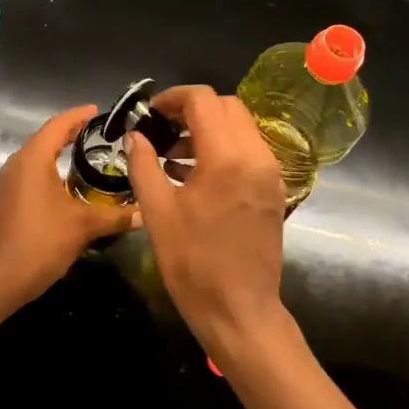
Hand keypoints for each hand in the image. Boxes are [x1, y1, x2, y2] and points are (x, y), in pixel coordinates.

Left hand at [0, 105, 134, 306]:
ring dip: (54, 159)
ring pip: (31, 163)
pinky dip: (43, 178)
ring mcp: (2, 187)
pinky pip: (24, 182)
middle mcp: (13, 166)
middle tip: (93, 135)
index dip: (76, 116)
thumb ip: (115, 217)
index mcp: (32, 161)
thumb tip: (144, 213)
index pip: (56, 126)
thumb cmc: (42, 243)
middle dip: (67, 136)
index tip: (94, 110)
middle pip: (42, 142)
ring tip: (79, 162)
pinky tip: (58, 193)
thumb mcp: (84, 227)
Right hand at [126, 86, 287, 359]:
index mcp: (227, 158)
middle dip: (193, 109)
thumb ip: (144, 165)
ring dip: (209, 129)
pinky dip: (224, 149)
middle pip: (228, 107)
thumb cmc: (192, 263)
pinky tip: (195, 175)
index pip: (204, 101)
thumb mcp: (157, 212)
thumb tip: (135, 136)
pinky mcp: (273, 191)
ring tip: (173, 155)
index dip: (173, 98)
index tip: (150, 113)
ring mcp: (270, 174)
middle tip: (162, 130)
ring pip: (242, 128)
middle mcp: (256, 157)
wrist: (238, 310)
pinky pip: (249, 152)